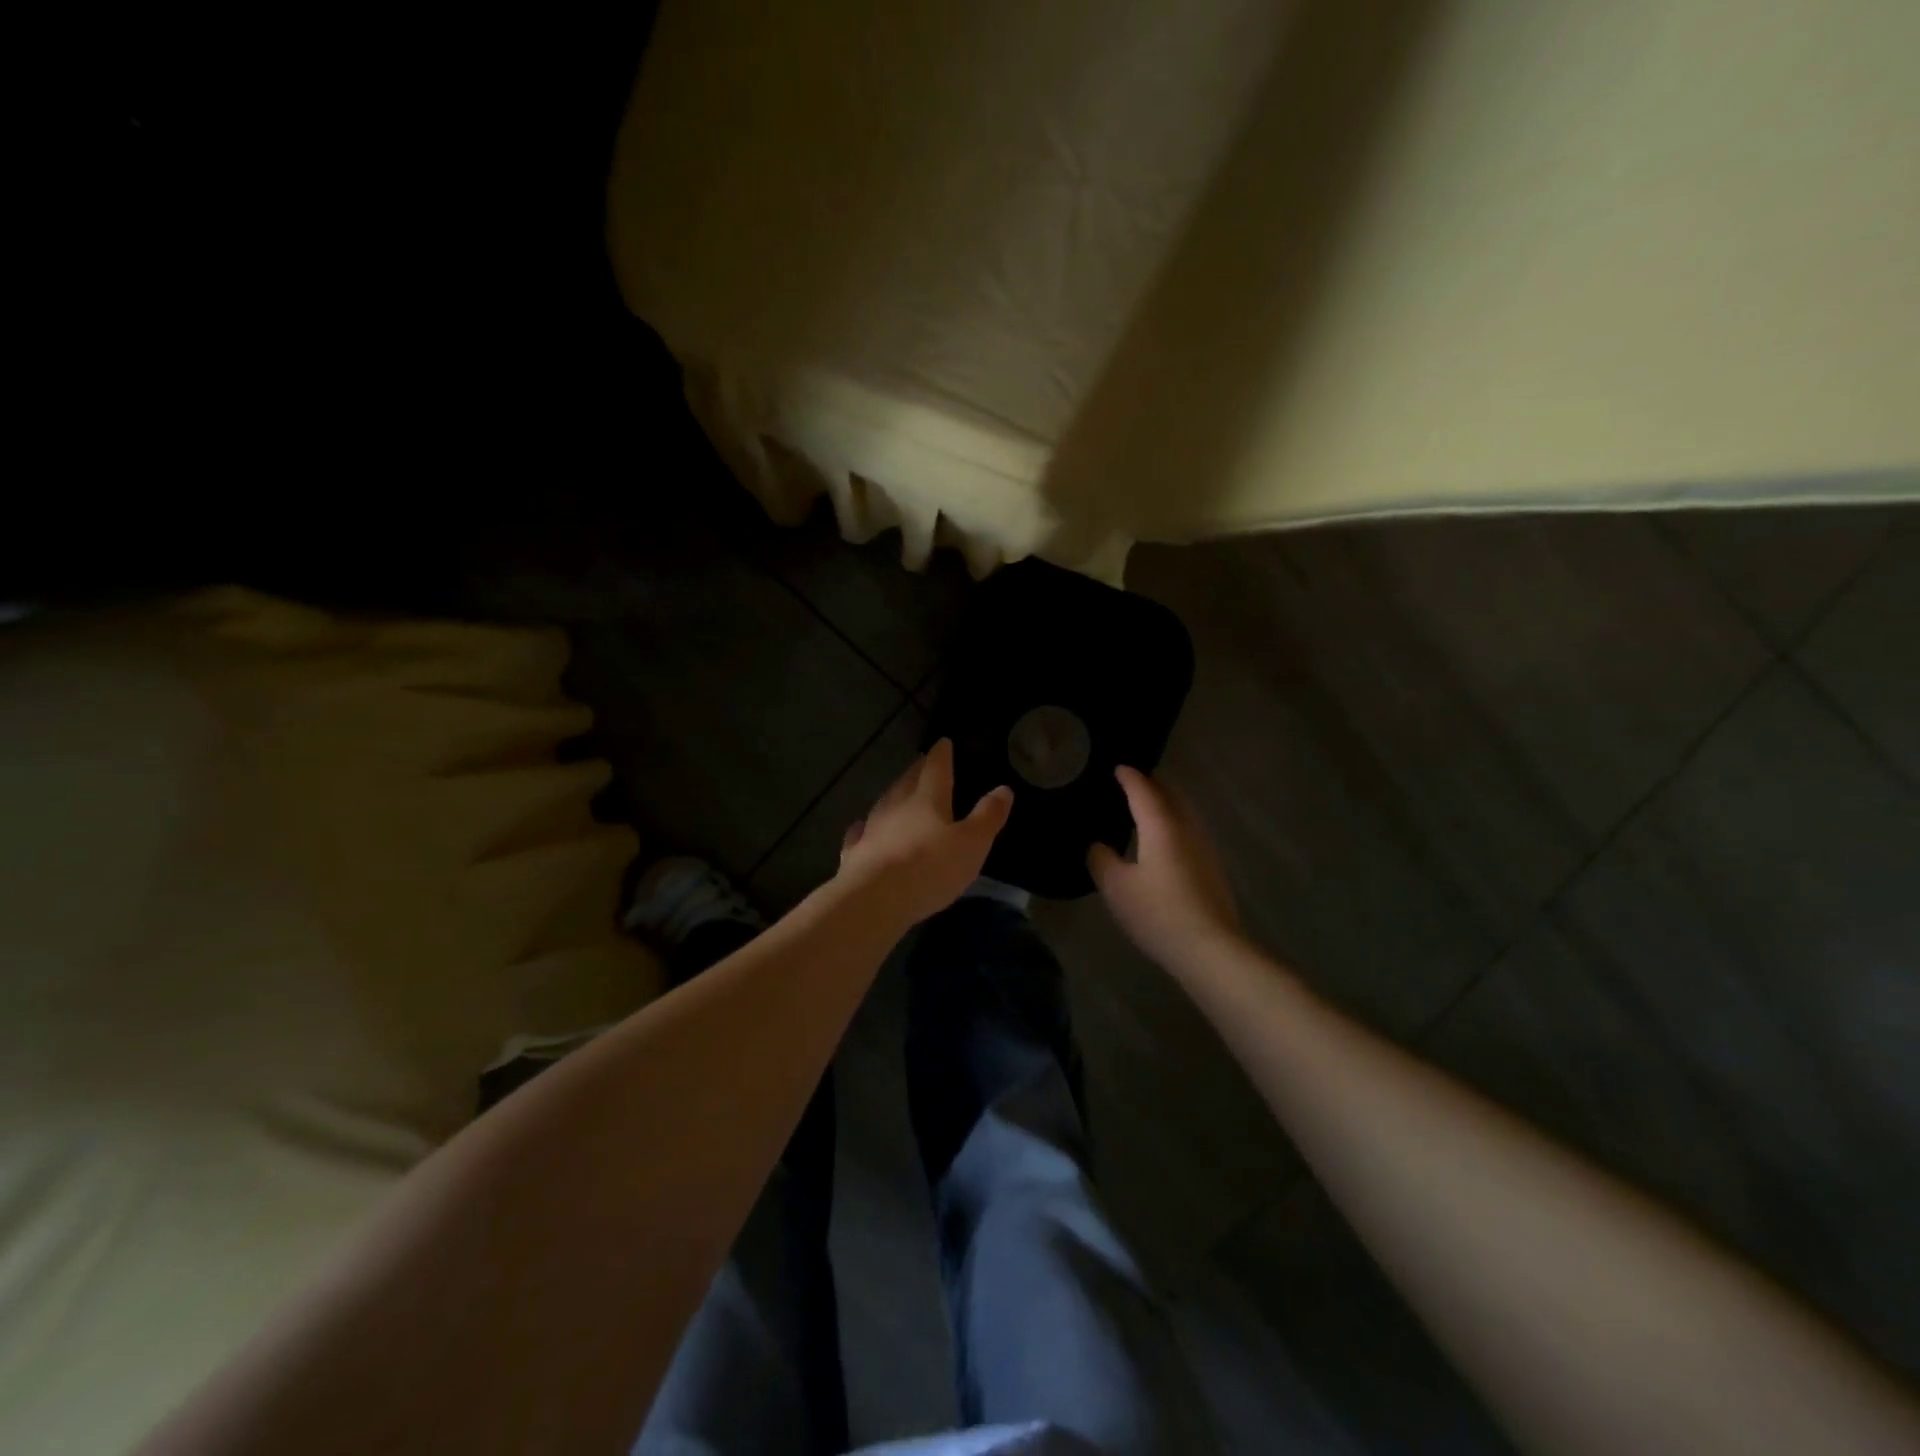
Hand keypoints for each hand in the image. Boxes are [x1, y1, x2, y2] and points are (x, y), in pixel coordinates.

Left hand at [837, 739, 1013, 927]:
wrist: (875, 898)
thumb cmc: (930, 868)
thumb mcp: (972, 843)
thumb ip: (987, 816)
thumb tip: (1004, 789)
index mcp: (927, 799)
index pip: (936, 768)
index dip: (941, 755)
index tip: (943, 742)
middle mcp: (897, 806)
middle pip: (907, 782)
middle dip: (916, 771)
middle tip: (921, 763)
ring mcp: (872, 828)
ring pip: (884, 803)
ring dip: (893, 795)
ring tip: (898, 790)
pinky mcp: (855, 853)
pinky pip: (860, 833)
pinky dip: (863, 827)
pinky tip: (860, 826)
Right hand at [1088, 766, 1241, 972]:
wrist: (1211, 948)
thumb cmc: (1158, 912)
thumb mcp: (1116, 887)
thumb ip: (1101, 859)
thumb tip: (1098, 846)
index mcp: (1161, 825)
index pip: (1143, 790)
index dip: (1129, 777)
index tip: (1117, 767)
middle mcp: (1187, 828)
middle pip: (1170, 795)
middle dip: (1151, 784)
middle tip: (1131, 783)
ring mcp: (1204, 847)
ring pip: (1183, 812)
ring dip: (1165, 804)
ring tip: (1145, 808)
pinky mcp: (1212, 868)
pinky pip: (1188, 831)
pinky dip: (1173, 824)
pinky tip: (1162, 841)